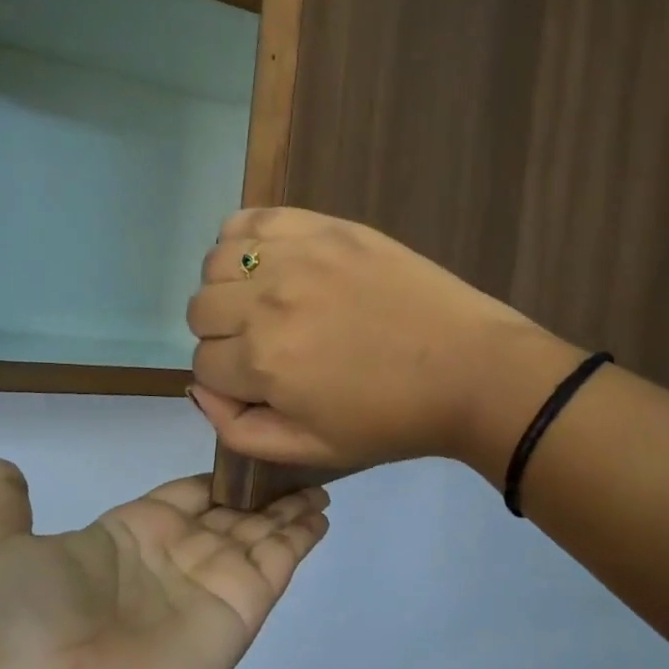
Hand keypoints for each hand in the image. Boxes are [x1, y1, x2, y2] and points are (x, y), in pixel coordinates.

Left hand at [0, 459, 328, 668]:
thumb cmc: (26, 629)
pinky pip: (281, 559)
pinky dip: (304, 534)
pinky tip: (323, 510)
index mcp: (129, 536)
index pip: (185, 494)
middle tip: (298, 454)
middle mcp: (177, 556)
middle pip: (231, 510)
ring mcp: (213, 582)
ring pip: (261, 530)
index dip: (215, 474)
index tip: (247, 443)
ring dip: (290, 506)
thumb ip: (4, 506)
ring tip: (321, 478)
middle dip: (262, 487)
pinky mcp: (244, 606)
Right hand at [186, 209, 582, 473]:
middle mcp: (266, 302)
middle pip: (200, 309)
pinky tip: (275, 261)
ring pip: (217, 262)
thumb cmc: (392, 419)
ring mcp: (297, 255)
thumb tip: (199, 388)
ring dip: (232, 287)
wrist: (469, 370)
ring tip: (272, 301)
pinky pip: (252, 217)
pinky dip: (247, 238)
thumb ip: (239, 429)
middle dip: (224, 335)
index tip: (263, 383)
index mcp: (262, 362)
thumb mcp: (311, 451)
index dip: (229, 380)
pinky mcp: (325, 226)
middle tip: (270, 345)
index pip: (202, 363)